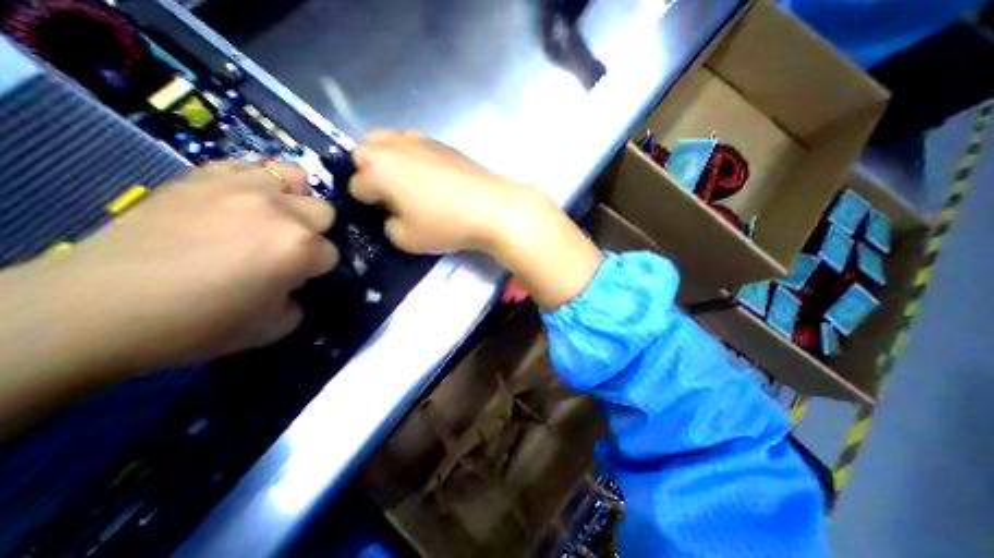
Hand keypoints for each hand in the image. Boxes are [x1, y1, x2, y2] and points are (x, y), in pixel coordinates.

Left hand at [1, 162, 337, 377]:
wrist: (99, 308)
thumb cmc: (201, 324)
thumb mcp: (275, 327)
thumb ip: (300, 300)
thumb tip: (296, 283)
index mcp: (300, 248)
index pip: (332, 253)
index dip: (316, 269)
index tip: (295, 279)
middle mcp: (280, 211)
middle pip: (324, 211)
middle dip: (313, 232)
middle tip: (286, 249)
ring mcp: (242, 188)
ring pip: (296, 178)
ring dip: (294, 199)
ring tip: (273, 215)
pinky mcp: (203, 177)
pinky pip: (250, 166)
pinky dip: (258, 182)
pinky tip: (244, 201)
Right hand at [353, 129, 545, 252]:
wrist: (491, 208)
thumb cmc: (445, 224)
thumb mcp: (406, 239)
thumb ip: (388, 226)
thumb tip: (393, 214)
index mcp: (377, 169)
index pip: (356, 185)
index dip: (366, 204)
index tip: (383, 215)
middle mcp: (394, 146)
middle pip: (364, 151)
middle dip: (369, 172)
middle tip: (389, 195)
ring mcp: (420, 140)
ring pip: (388, 141)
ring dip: (388, 159)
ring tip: (407, 183)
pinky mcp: (443, 143)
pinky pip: (414, 143)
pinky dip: (412, 157)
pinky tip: (430, 177)